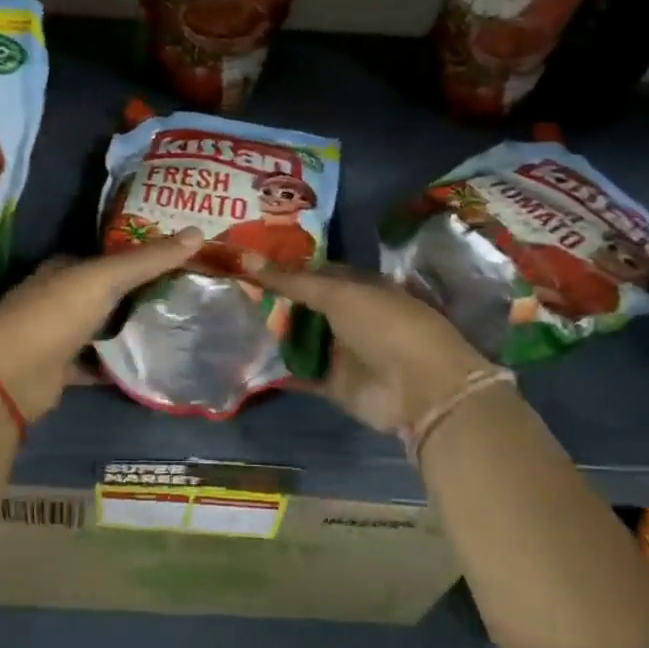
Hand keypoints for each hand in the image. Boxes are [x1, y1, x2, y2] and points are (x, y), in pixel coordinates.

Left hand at [0, 231, 203, 421]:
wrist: (11, 378)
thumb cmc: (55, 315)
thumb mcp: (105, 278)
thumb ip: (149, 258)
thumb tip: (198, 232)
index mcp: (64, 267)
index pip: (109, 255)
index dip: (142, 254)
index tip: (181, 258)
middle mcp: (59, 296)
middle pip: (108, 291)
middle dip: (142, 291)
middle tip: (189, 292)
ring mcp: (58, 334)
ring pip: (104, 326)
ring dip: (131, 326)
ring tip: (179, 325)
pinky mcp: (62, 368)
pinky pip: (99, 362)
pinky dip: (119, 363)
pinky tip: (151, 362)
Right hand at [241, 253, 506, 435]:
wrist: (420, 388)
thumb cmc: (383, 325)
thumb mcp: (335, 293)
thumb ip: (290, 280)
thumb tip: (245, 259)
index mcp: (356, 286)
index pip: (313, 271)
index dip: (282, 266)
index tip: (245, 261)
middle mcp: (348, 316)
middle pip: (303, 305)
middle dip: (271, 299)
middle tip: (228, 290)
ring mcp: (341, 351)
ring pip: (299, 338)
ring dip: (271, 333)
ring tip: (229, 320)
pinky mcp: (333, 384)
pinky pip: (299, 373)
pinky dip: (277, 369)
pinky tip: (243, 359)